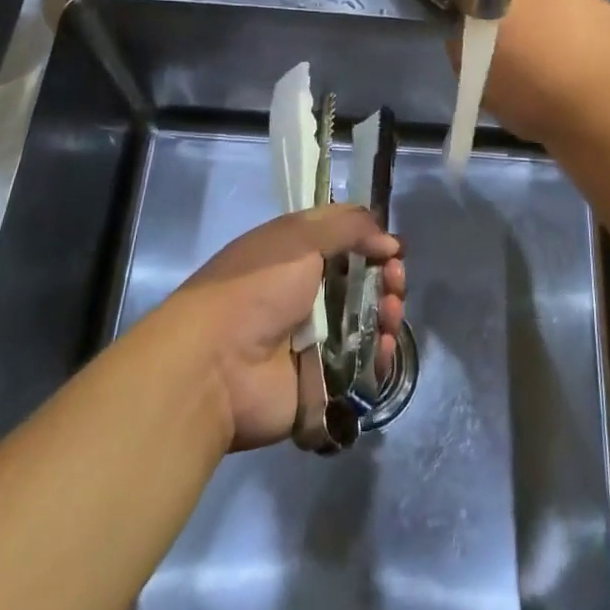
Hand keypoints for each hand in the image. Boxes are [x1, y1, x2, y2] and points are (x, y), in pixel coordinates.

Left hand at [163, 205, 404, 451]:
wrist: (215, 366)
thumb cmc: (255, 288)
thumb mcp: (298, 237)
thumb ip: (349, 227)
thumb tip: (389, 240)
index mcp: (295, 257)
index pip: (344, 244)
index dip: (372, 243)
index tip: (392, 248)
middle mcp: (306, 295)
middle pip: (362, 284)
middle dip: (386, 279)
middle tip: (394, 280)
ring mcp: (315, 340)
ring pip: (367, 323)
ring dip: (386, 313)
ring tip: (389, 311)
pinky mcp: (323, 382)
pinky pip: (363, 366)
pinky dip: (379, 355)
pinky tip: (383, 344)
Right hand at [462, 0, 609, 146]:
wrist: (608, 113)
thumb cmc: (534, 98)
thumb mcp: (478, 82)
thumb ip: (461, 47)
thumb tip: (463, 32)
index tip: (461, 19)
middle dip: (502, 6)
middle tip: (504, 41)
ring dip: (539, 13)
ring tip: (544, 52)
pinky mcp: (609, 6)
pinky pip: (576, 10)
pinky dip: (570, 25)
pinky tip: (575, 57)